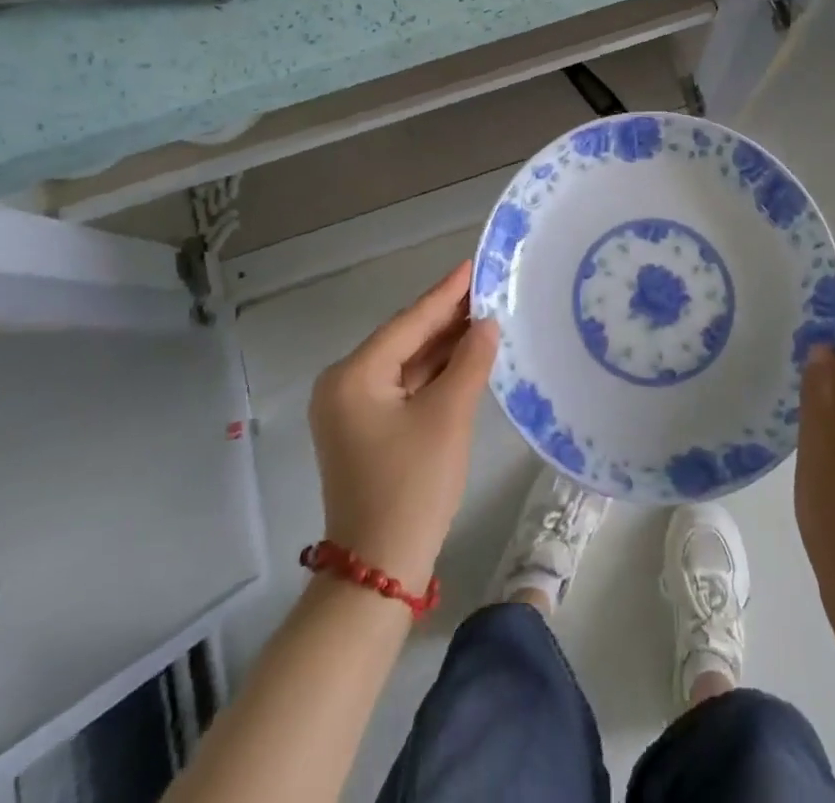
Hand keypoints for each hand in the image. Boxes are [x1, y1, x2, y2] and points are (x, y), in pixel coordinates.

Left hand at [308, 261, 498, 588]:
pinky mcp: (367, 428)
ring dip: (444, 344)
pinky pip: (405, 386)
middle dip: (447, 316)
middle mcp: (345, 384)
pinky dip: (435, 371)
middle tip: (489, 286)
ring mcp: (353, 408)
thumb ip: (470, 361)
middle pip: (405, 338)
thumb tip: (488, 323)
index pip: (409, 322)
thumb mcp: (448, 417)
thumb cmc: (412, 486)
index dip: (447, 292)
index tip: (475, 263)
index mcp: (353, 375)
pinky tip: (466, 354)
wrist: (379, 570)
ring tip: (486, 313)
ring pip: (406, 362)